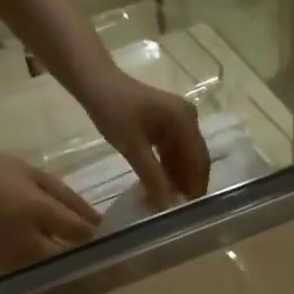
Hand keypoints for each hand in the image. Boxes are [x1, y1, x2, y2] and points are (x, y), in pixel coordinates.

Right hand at [0, 146, 100, 271]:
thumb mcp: (37, 177)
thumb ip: (70, 200)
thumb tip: (100, 222)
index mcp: (37, 212)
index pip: (80, 233)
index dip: (100, 237)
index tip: (115, 238)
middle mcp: (27, 242)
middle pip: (70, 258)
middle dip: (88, 258)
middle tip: (105, 256)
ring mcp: (14, 260)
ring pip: (55, 270)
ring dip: (70, 266)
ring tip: (83, 260)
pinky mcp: (4, 270)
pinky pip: (37, 273)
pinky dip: (49, 268)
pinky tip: (54, 259)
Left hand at [80, 71, 210, 208]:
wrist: (94, 81)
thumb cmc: (113, 109)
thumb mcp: (133, 147)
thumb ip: (153, 177)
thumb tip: (167, 207)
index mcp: (185, 122)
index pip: (199, 162)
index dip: (195, 188)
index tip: (186, 212)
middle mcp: (189, 120)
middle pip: (195, 161)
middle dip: (187, 186)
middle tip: (174, 211)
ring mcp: (180, 122)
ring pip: (185, 159)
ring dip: (176, 180)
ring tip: (164, 202)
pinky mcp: (168, 125)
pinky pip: (174, 153)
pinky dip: (168, 170)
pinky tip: (158, 186)